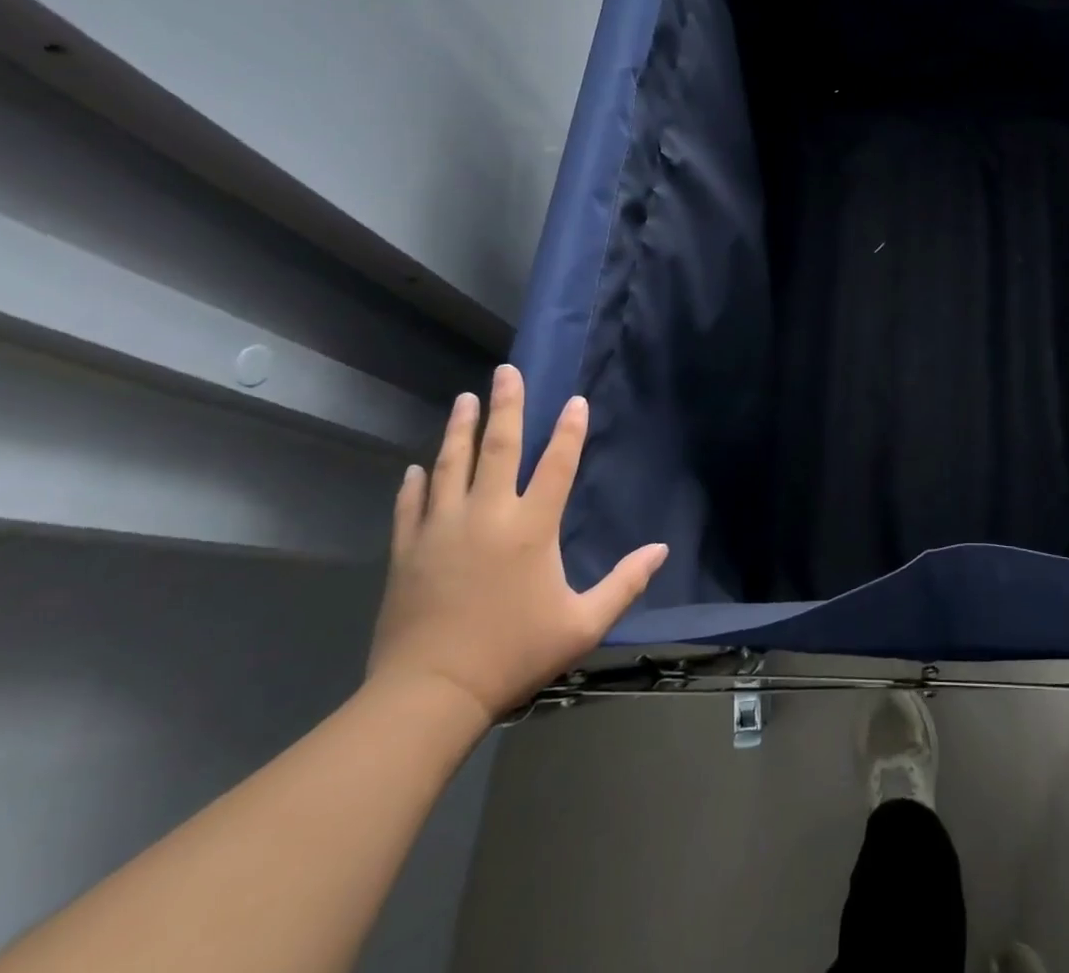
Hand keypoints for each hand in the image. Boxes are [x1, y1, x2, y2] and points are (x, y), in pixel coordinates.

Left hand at [366, 365, 666, 723]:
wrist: (427, 696)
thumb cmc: (513, 655)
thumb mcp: (582, 624)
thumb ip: (625, 583)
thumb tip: (661, 550)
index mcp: (531, 528)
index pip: (556, 465)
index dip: (569, 430)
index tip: (574, 400)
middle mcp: (486, 516)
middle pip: (497, 448)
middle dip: (505, 406)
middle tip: (505, 372)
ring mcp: (441, 530)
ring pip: (450, 466)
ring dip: (459, 429)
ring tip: (464, 399)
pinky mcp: (407, 552)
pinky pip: (411, 506)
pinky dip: (415, 483)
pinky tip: (416, 467)